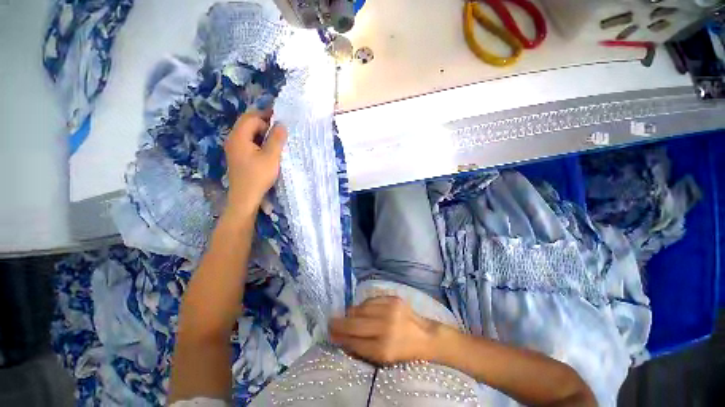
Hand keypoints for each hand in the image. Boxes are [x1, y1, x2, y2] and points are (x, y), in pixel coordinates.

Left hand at [224, 111, 287, 216]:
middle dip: (264, 122)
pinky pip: (248, 141)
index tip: (281, 120)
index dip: (266, 116)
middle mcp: (233, 139)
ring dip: (262, 132)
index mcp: (239, 137)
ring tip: (276, 137)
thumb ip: (276, 139)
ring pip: (248, 132)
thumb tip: (281, 124)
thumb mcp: (271, 157)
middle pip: (247, 123)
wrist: (245, 197)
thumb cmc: (258, 176)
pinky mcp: (238, 156)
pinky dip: (258, 140)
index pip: (251, 118)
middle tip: (280, 128)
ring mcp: (234, 148)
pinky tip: (268, 148)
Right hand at [330, 296, 439, 365]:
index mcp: (383, 349)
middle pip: (354, 323)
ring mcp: (390, 310)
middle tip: (331, 322)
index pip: (353, 341)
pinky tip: (364, 310)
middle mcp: (386, 327)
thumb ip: (361, 348)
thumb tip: (341, 338)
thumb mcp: (382, 359)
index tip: (330, 333)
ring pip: (360, 308)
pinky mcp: (393, 298)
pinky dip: (364, 305)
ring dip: (352, 313)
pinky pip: (370, 300)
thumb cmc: (403, 351)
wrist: (425, 336)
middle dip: (339, 323)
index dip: (339, 337)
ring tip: (350, 317)